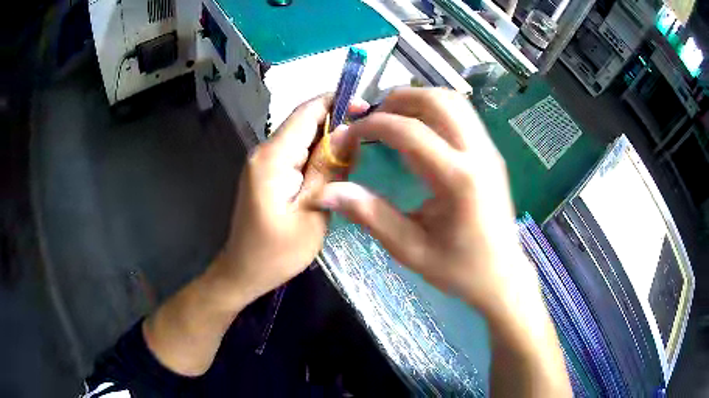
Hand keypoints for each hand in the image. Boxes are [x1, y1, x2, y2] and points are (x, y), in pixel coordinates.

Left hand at [210, 94, 366, 304]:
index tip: (368, 109)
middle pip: (304, 120)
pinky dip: (316, 153)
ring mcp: (262, 161)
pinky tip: (334, 167)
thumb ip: (329, 169)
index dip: (338, 102)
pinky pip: (294, 151)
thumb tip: (348, 131)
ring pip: (301, 136)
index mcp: (273, 157)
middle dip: (337, 121)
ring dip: (329, 139)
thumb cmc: (278, 252)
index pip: (307, 111)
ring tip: (358, 152)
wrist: (244, 271)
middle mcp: (264, 150)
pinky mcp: (265, 172)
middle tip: (370, 135)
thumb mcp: (313, 212)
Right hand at [318, 88, 538, 318]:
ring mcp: (489, 150)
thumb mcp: (410, 248)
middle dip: (399, 99)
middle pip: (438, 101)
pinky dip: (435, 110)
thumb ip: (370, 214)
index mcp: (458, 179)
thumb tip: (328, 191)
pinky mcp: (491, 154)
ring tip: (393, 118)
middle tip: (373, 116)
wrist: (502, 275)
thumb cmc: (459, 269)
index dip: (373, 125)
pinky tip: (419, 130)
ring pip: (454, 101)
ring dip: (419, 100)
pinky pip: (463, 115)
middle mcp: (478, 154)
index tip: (350, 133)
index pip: (410, 131)